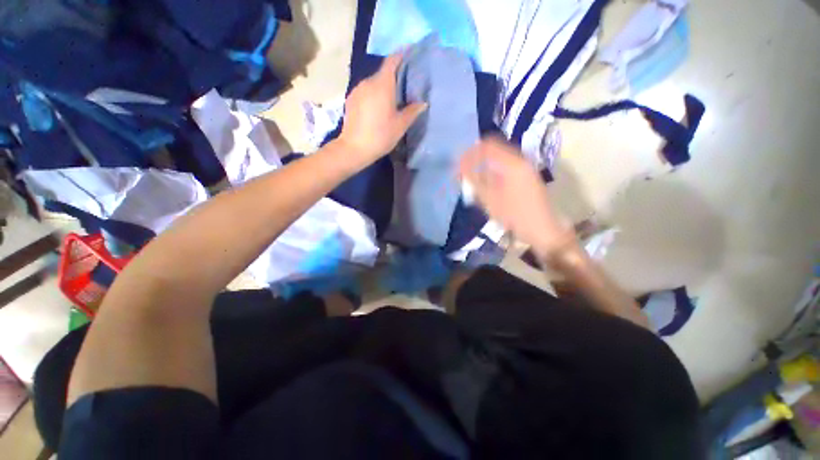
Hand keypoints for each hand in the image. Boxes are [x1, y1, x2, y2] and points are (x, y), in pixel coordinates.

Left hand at [338, 53, 427, 162]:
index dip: (402, 55)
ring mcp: (357, 90)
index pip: (392, 61)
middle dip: (394, 75)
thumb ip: (412, 111)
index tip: (410, 54)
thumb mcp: (400, 125)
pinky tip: (378, 107)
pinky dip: (373, 94)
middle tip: (405, 84)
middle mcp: (368, 82)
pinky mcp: (350, 99)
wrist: (354, 148)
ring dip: (383, 86)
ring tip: (392, 98)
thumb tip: (422, 103)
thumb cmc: (380, 136)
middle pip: (383, 72)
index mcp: (382, 85)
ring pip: (373, 83)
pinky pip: (365, 91)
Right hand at [459, 137, 577, 262]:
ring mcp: (526, 167)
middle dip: (476, 158)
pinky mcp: (526, 175)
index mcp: (513, 163)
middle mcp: (521, 160)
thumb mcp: (490, 199)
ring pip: (499, 157)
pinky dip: (493, 171)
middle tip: (464, 171)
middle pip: (494, 149)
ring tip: (473, 178)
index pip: (487, 146)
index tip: (458, 164)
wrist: (542, 228)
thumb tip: (460, 167)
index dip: (470, 153)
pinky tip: (486, 183)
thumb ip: (474, 180)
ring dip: (484, 164)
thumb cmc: (514, 215)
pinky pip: (505, 165)